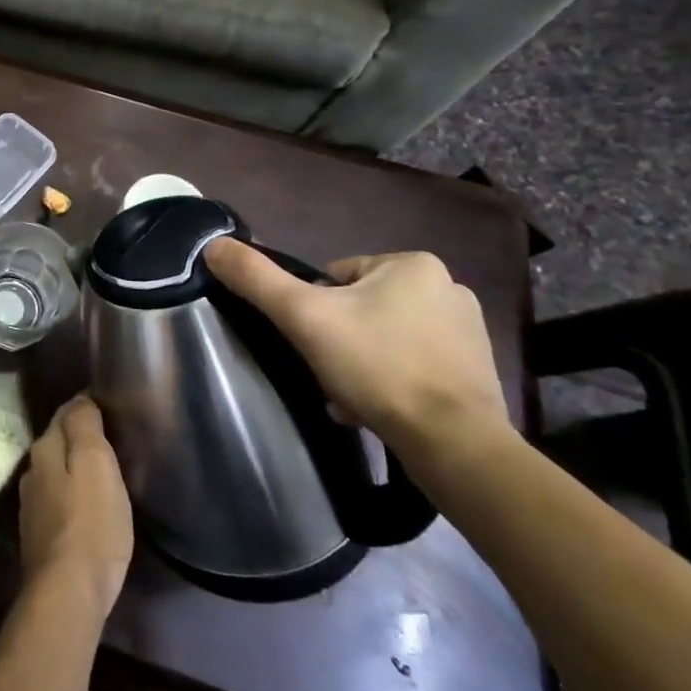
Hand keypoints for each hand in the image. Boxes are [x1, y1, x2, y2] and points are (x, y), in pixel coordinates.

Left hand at [19, 395, 133, 620]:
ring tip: (102, 475)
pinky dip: (72, 498)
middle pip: (57, 444)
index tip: (108, 411)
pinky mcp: (39, 536)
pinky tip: (88, 510)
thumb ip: (84, 426)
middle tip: (110, 443)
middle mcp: (31, 472)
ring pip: (56, 474)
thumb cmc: (91, 523)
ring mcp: (32, 506)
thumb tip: (80, 399)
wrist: (68, 592)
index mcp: (44, 449)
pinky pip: (58, 503)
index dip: (85, 410)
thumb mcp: (96, 464)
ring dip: (74, 471)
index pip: (64, 415)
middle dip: (78, 440)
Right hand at [203, 241, 510, 468]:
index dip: (314, 311)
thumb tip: (213, 245)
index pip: (335, 278)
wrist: (454, 444)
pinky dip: (391, 384)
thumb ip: (256, 278)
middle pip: (360, 308)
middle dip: (339, 340)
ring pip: (385, 339)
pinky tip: (377, 411)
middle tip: (329, 374)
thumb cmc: (378, 366)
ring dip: (361, 364)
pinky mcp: (477, 373)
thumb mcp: (303, 316)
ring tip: (350, 400)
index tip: (315, 343)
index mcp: (413, 264)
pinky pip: (414, 367)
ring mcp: (469, 333)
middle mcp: (448, 288)